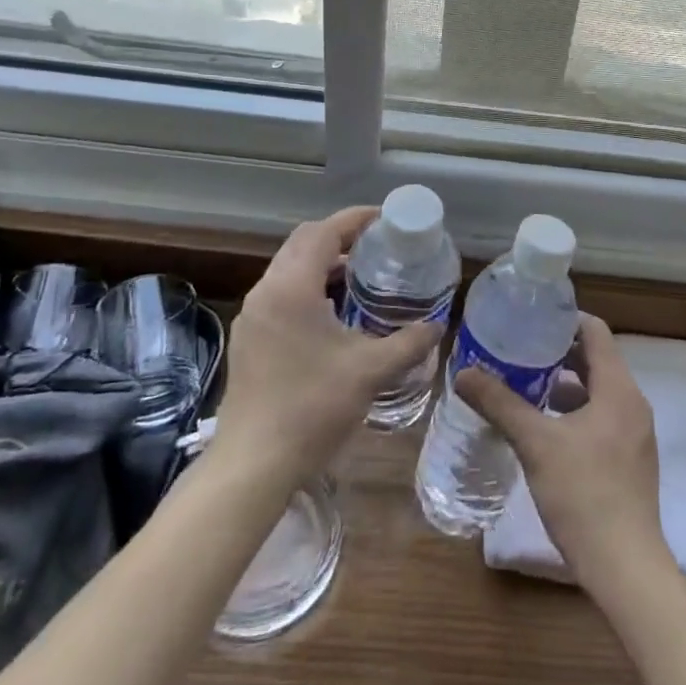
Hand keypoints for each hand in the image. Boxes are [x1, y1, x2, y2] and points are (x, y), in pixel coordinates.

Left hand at [212, 206, 443, 485]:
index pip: (324, 232)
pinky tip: (333, 312)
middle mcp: (266, 291)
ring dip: (322, 262)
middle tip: (377, 244)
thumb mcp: (370, 372)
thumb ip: (408, 343)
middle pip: (303, 242)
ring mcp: (252, 315)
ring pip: (289, 268)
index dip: (356, 219)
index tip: (386, 219)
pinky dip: (308, 286)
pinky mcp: (248, 337)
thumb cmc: (312, 409)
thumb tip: (437, 326)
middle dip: (340, 236)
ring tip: (360, 275)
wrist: (252, 465)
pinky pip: (280, 292)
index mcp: (292, 287)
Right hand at [456, 313, 671, 590]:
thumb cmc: (584, 495)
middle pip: (596, 359)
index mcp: (618, 388)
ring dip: (564, 383)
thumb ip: (500, 404)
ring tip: (524, 384)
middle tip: (518, 349)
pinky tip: (543, 428)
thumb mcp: (536, 444)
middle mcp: (632, 403)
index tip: (530, 319)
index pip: (594, 331)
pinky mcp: (630, 460)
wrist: (626, 569)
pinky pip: (601, 417)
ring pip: (597, 391)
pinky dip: (574, 411)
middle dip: (557, 352)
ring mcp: (635, 434)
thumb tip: (463, 373)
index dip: (563, 320)